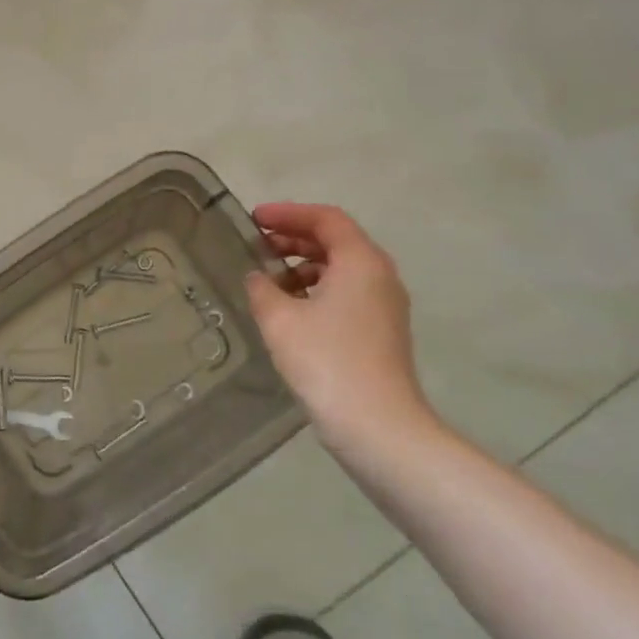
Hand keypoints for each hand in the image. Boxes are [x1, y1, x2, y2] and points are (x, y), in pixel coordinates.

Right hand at [245, 203, 430, 450]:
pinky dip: (316, 288)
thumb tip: (257, 277)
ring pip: (341, 268)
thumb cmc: (326, 361)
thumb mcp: (280, 320)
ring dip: (303, 265)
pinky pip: (346, 292)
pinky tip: (289, 308)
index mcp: (360, 261)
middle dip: (294, 238)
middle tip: (256, 244)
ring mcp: (385, 304)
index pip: (325, 219)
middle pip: (336, 240)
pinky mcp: (381, 330)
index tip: (254, 218)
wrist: (376, 425)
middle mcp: (379, 275)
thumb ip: (262, 289)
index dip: (287, 213)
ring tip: (267, 278)